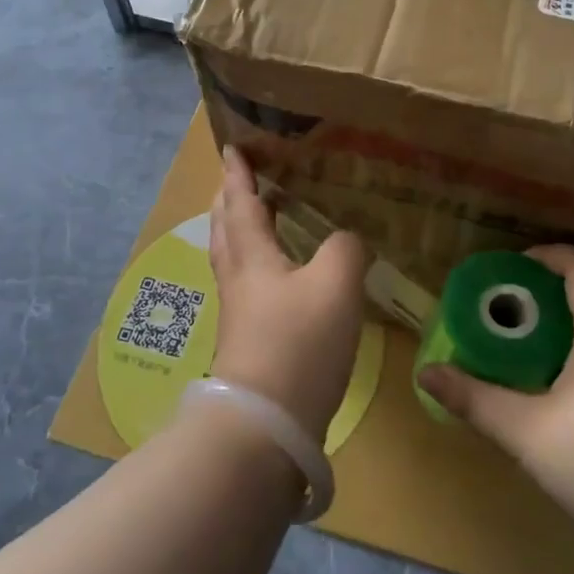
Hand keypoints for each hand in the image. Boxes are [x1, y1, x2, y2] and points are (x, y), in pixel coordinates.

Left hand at [208, 147, 367, 442]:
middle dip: (229, 201)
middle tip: (236, 180)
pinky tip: (277, 278)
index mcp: (253, 257)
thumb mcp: (336, 285)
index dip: (238, 174)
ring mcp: (240, 313)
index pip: (241, 203)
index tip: (232, 148)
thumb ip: (345, 249)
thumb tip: (348, 239)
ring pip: (233, 259)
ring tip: (253, 218)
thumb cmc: (298, 343)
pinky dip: (256, 266)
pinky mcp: (249, 342)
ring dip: (238, 232)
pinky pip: (248, 287)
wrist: (267, 424)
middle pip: (226, 230)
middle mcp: (239, 279)